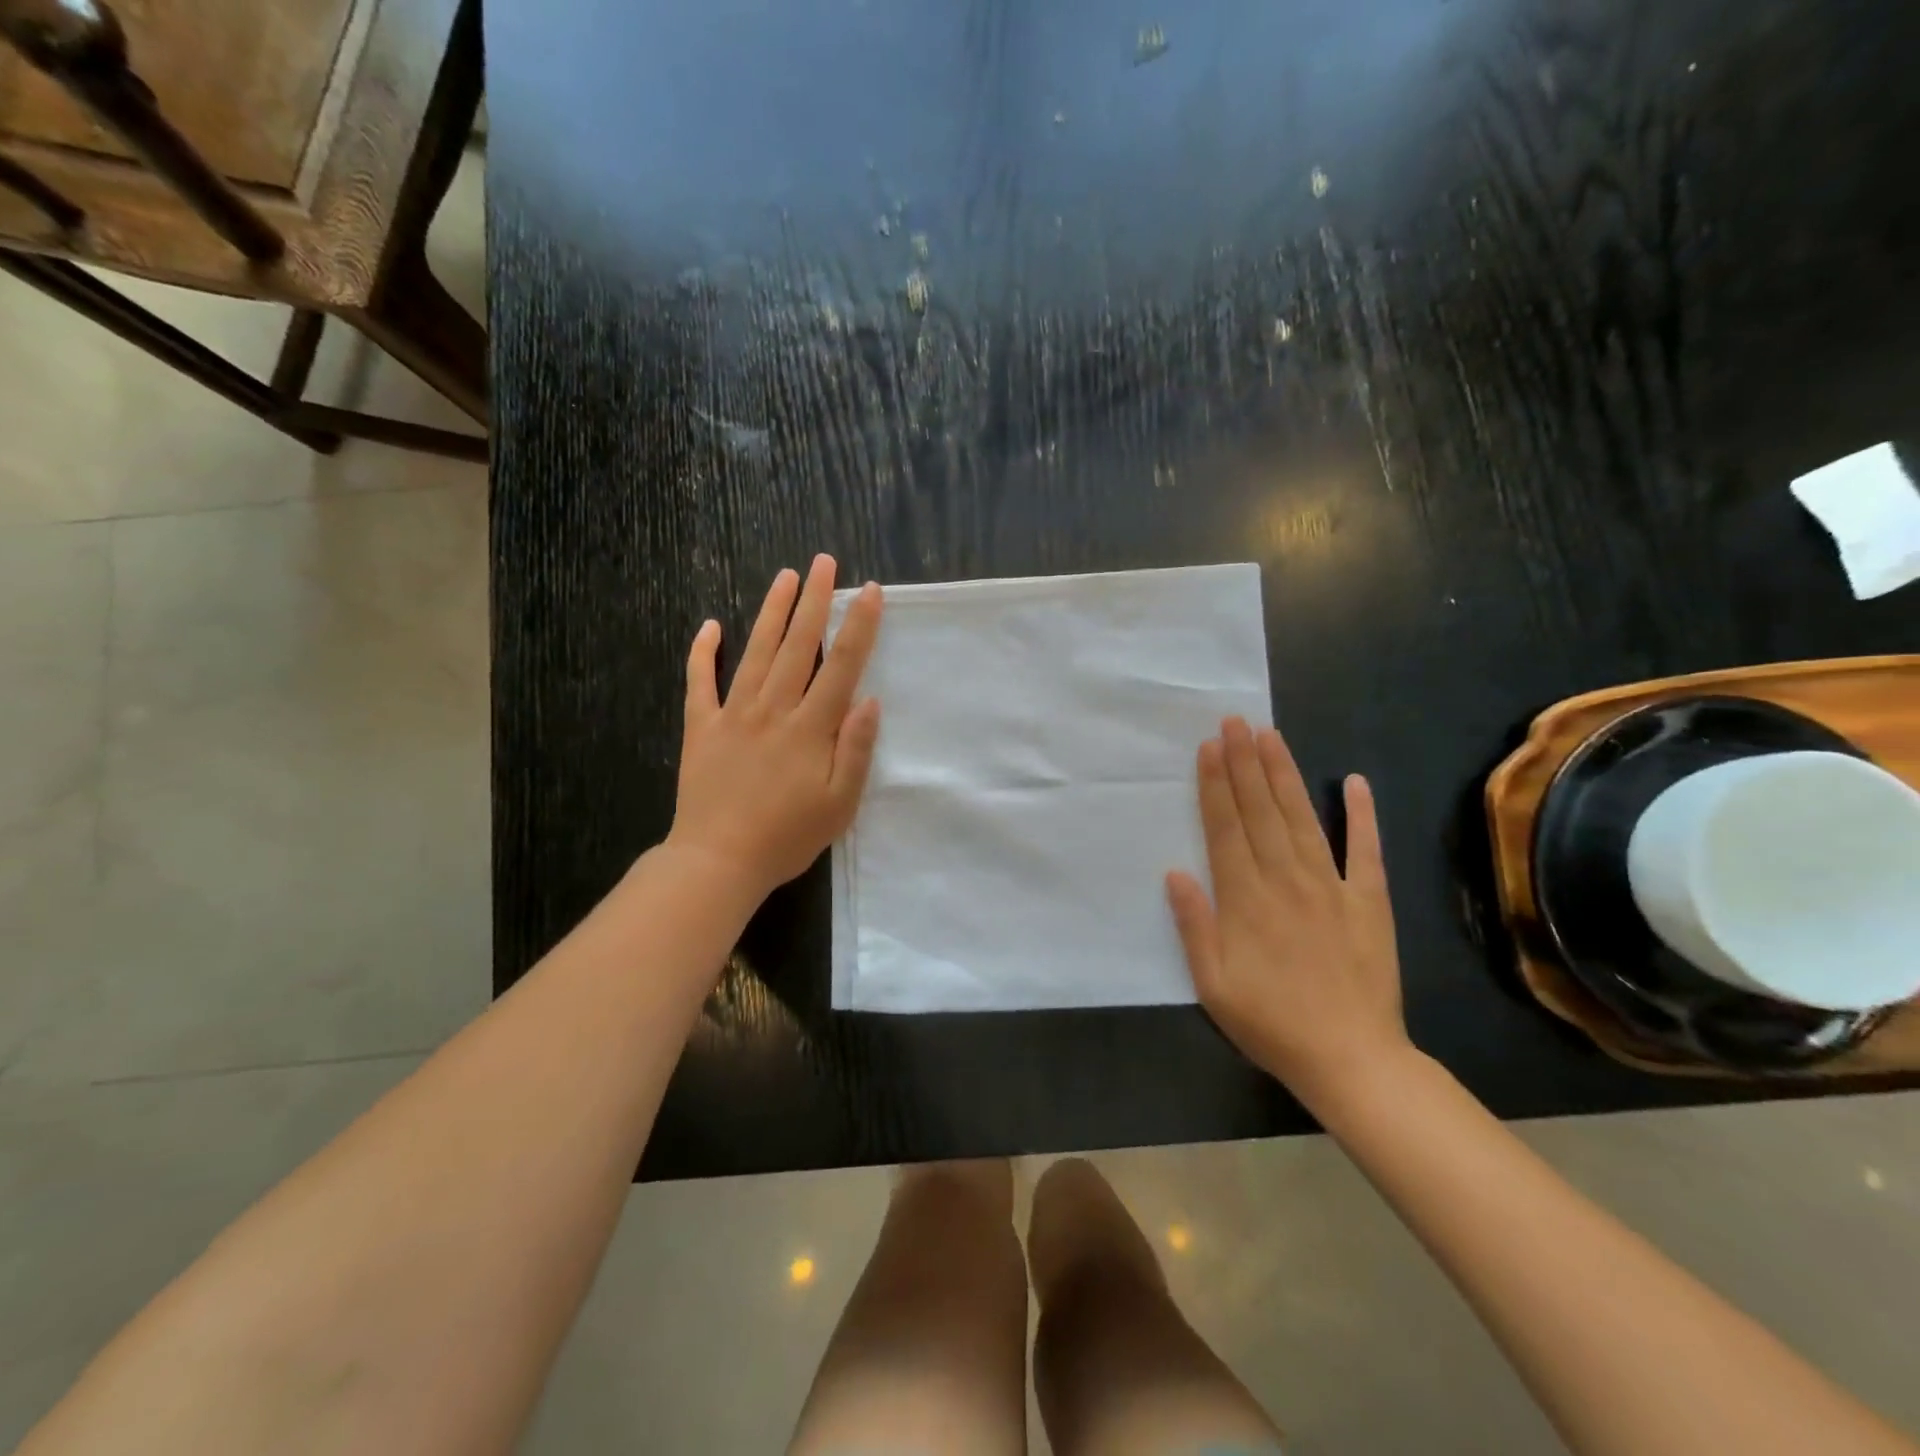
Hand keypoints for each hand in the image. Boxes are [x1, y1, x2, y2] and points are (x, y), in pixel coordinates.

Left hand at [666, 556, 882, 901]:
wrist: (717, 861)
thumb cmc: (787, 837)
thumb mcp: (839, 804)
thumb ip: (855, 750)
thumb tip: (870, 699)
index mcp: (810, 728)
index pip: (841, 665)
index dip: (858, 626)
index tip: (870, 591)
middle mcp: (773, 709)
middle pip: (798, 645)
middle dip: (815, 601)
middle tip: (824, 563)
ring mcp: (733, 714)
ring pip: (756, 651)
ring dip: (773, 612)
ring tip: (786, 577)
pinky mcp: (701, 727)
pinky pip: (700, 681)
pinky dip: (703, 652)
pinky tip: (710, 625)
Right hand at [1166, 717, 1409, 1109]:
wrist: (1352, 1059)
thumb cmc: (1270, 1023)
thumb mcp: (1212, 984)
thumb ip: (1194, 925)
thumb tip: (1175, 873)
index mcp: (1245, 898)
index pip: (1226, 828)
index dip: (1216, 785)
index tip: (1210, 747)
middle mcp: (1286, 879)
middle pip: (1261, 811)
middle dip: (1245, 763)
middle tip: (1235, 722)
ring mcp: (1332, 886)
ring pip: (1302, 818)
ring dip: (1285, 774)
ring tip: (1271, 735)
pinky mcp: (1369, 901)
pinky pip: (1367, 851)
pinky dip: (1362, 815)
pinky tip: (1355, 782)